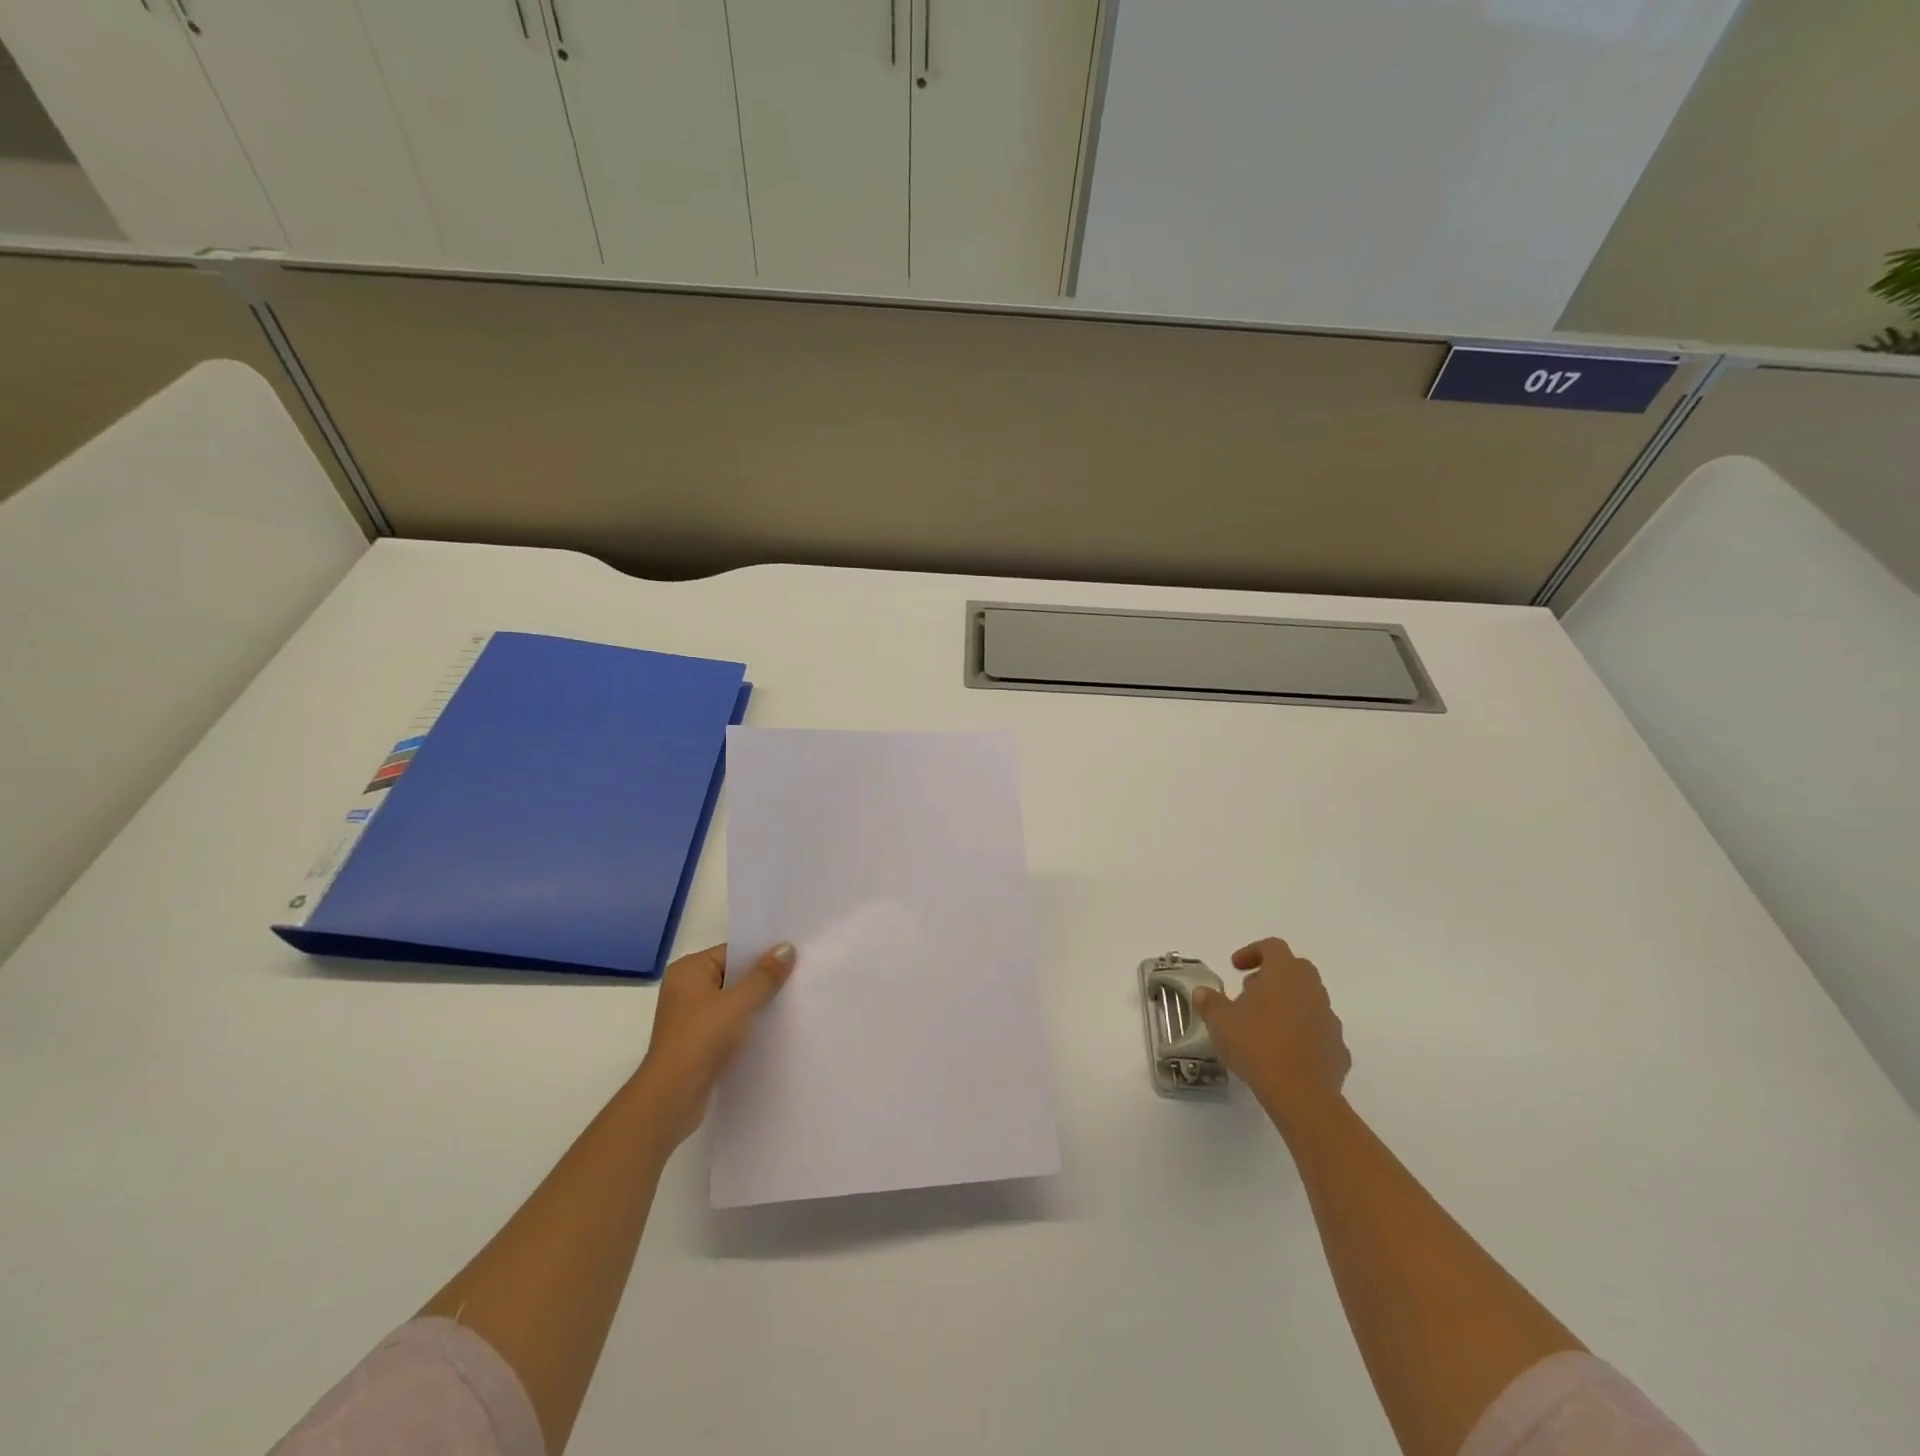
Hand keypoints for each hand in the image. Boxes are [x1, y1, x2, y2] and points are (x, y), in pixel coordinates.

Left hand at [633, 941, 795, 1144]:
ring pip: (731, 1001)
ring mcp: (689, 1016)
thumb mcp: (739, 1003)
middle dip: (762, 980)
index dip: (762, 955)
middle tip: (797, 979)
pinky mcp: (696, 1041)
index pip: (732, 952)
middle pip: (733, 975)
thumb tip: (787, 947)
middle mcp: (685, 988)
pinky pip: (727, 1022)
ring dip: (755, 1004)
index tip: (793, 959)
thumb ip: (765, 975)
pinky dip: (746, 1024)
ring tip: (789, 1003)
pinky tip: (770, 1028)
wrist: (672, 1098)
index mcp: (689, 970)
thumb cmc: (702, 1040)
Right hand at [1193, 937, 1350, 1133]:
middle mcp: (1312, 990)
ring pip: (1309, 1000)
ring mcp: (1330, 1020)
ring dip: (1288, 1005)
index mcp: (1285, 974)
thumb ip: (1210, 1002)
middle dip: (1273, 976)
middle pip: (1296, 969)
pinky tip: (1284, 1053)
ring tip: (1264, 1027)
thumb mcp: (1220, 1021)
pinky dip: (1302, 1034)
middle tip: (1250, 993)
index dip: (1252, 952)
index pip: (1273, 947)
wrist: (1301, 1095)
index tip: (1235, 968)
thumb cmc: (1256, 1045)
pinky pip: (1318, 1032)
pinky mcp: (1338, 1050)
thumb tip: (1203, 993)